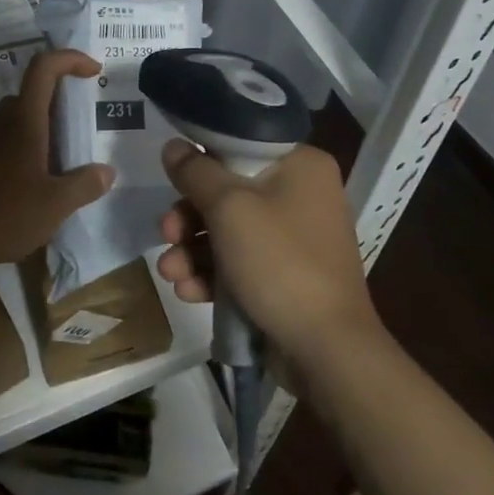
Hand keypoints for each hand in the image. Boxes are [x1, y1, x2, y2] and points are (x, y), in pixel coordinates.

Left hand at [0, 49, 115, 270]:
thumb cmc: (3, 214)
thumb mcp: (55, 205)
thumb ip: (84, 185)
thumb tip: (107, 171)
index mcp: (25, 121)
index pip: (44, 68)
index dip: (70, 59)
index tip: (95, 71)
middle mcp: (3, 123)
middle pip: (31, 93)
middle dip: (60, 99)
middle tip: (84, 121)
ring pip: (17, 119)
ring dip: (43, 126)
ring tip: (67, 155)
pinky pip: (7, 143)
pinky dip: (28, 150)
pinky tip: (40, 182)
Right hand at [155, 140, 378, 368]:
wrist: (326, 350)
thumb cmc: (281, 262)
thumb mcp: (230, 209)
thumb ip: (196, 173)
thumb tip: (173, 146)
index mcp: (301, 165)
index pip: (241, 144)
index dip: (203, 159)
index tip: (173, 176)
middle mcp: (301, 195)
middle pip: (229, 190)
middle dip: (189, 216)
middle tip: (166, 232)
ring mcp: (294, 238)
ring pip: (228, 229)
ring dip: (192, 250)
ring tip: (171, 273)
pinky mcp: (284, 275)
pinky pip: (239, 261)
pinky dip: (212, 273)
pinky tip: (189, 292)